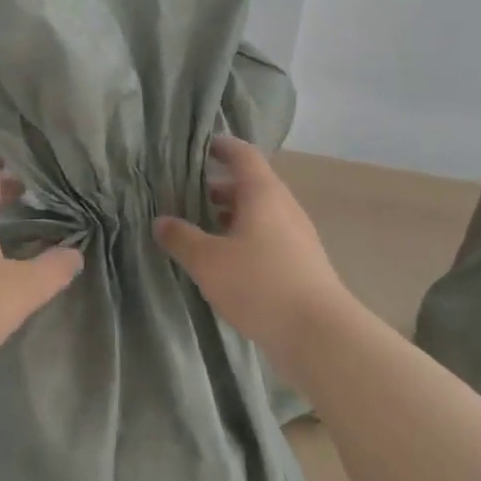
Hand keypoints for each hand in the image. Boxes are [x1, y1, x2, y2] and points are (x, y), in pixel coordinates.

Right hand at [154, 136, 353, 375]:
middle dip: (218, 186)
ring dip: (230, 214)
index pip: (243, 155)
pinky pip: (268, 236)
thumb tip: (161, 221)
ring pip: (259, 213)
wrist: (319, 334)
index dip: (222, 146)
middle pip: (250, 184)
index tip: (200, 146)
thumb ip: (181, 238)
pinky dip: (244, 236)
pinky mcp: (301, 262)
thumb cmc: (259, 284)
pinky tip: (225, 260)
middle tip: (186, 193)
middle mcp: (283, 207)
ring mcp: (297, 235)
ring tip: (200, 227)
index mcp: (263, 194)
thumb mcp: (208, 261)